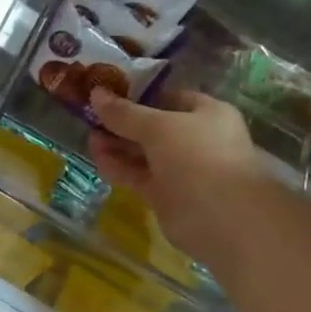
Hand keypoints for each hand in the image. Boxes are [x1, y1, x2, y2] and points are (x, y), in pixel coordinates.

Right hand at [86, 88, 261, 260]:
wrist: (221, 217)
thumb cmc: (197, 157)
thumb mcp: (159, 127)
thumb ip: (125, 113)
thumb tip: (96, 93)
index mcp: (206, 113)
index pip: (169, 98)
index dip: (139, 95)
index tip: (108, 95)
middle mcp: (195, 139)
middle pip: (153, 127)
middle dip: (123, 123)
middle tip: (91, 118)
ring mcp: (180, 169)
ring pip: (144, 153)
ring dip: (118, 146)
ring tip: (89, 138)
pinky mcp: (166, 194)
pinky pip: (138, 176)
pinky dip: (119, 168)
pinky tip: (98, 160)